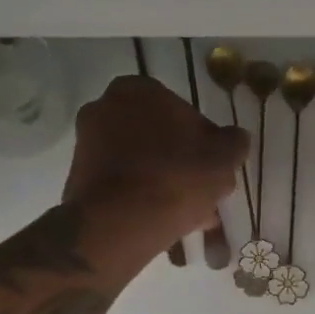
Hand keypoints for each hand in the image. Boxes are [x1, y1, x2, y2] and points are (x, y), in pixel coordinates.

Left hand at [64, 76, 248, 245]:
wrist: (118, 224)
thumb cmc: (175, 178)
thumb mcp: (222, 159)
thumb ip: (234, 142)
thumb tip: (235, 138)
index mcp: (139, 89)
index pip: (183, 112)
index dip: (204, 143)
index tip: (214, 169)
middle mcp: (105, 107)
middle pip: (158, 138)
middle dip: (181, 164)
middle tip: (202, 193)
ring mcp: (87, 143)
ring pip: (141, 164)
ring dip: (163, 184)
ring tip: (188, 216)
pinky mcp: (79, 178)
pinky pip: (122, 185)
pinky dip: (142, 199)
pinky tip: (164, 223)